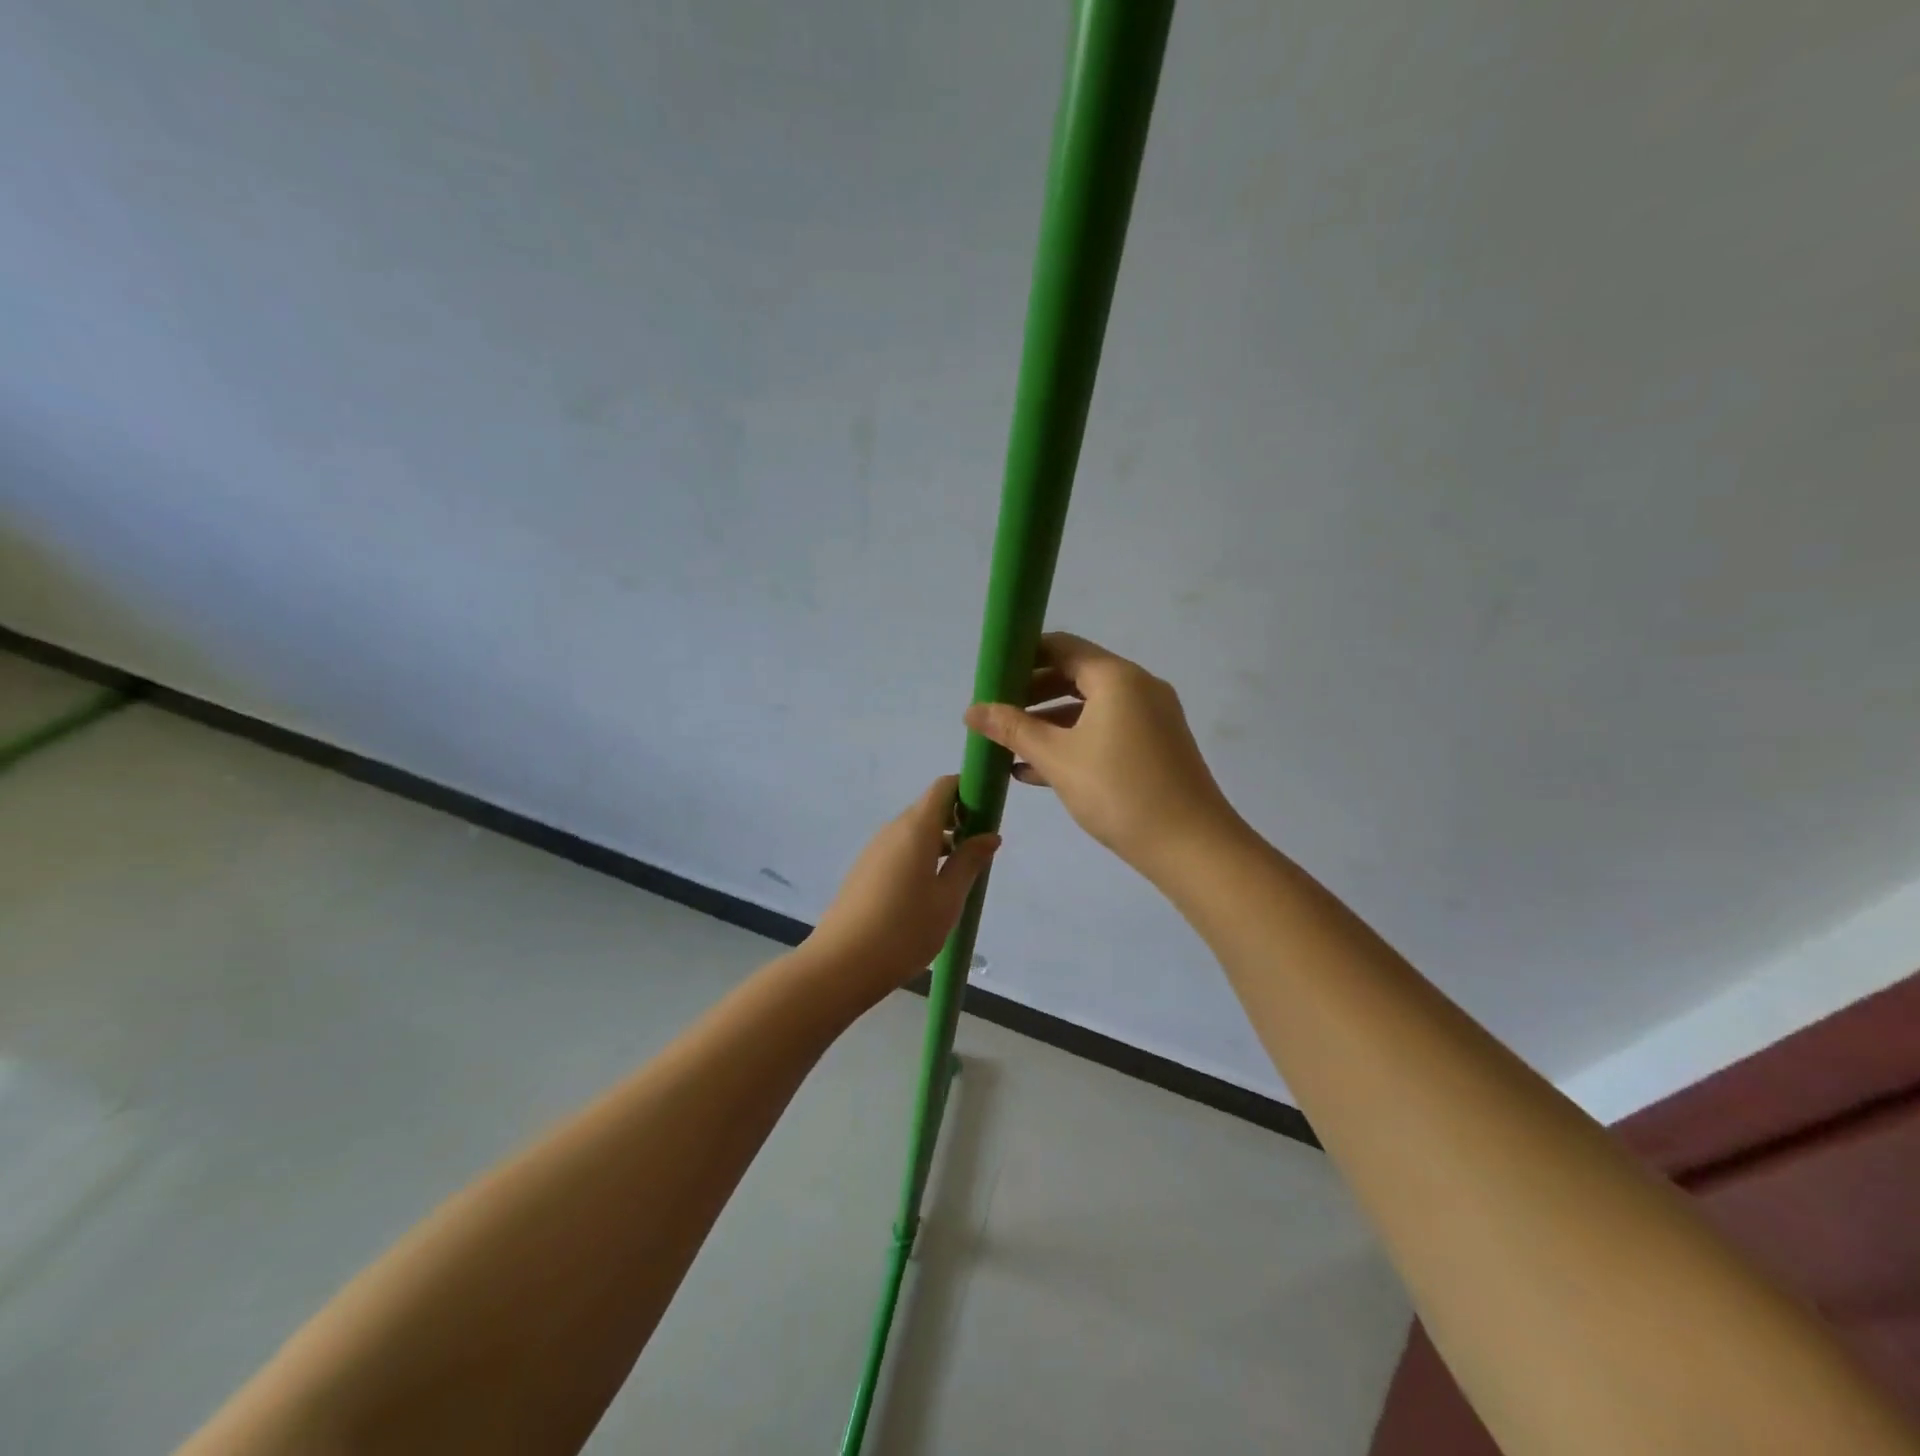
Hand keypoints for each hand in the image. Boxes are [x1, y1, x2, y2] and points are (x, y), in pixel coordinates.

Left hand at [803, 776, 999, 998]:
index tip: (987, 815)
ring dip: (940, 842)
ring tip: (959, 876)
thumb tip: (989, 835)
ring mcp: (874, 850)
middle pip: (929, 808)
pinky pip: (899, 850)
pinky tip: (929, 891)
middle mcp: (892, 830)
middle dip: (958, 820)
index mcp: (915, 828)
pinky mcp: (865, 871)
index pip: (943, 787)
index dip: (968, 791)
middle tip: (979, 852)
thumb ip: (969, 862)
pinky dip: (920, 857)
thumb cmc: (904, 930)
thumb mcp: (948, 899)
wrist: (841, 964)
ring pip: (913, 832)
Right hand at [964, 631, 1242, 876]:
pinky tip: (1038, 770)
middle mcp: (1138, 687)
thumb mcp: (1057, 758)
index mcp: (1116, 677)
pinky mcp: (1156, 746)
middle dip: (1031, 694)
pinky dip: (1074, 741)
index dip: (1023, 656)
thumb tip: (971, 710)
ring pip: (1089, 708)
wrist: (1191, 846)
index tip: (991, 677)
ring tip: (1010, 746)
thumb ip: (1013, 729)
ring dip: (1049, 723)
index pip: (1062, 646)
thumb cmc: (1119, 791)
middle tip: (996, 714)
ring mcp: (1151, 717)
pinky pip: (1106, 731)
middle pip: (1075, 675)